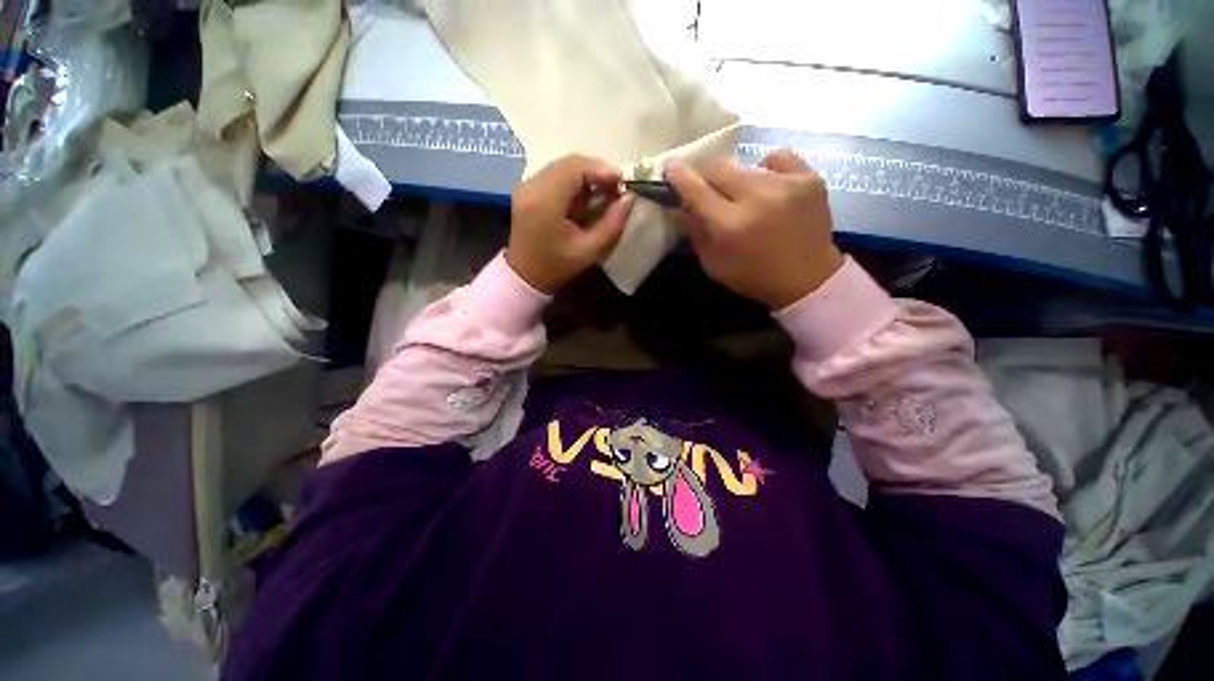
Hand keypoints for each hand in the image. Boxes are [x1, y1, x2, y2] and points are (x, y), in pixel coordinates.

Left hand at [506, 155, 634, 293]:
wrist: (525, 276)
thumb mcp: (590, 251)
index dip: (602, 170)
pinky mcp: (527, 189)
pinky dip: (574, 180)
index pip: (576, 168)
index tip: (622, 184)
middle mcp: (532, 185)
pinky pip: (555, 174)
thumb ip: (612, 224)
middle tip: (616, 189)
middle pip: (569, 163)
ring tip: (604, 192)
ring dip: (586, 175)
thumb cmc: (557, 266)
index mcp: (545, 201)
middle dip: (597, 171)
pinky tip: (586, 195)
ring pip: (563, 166)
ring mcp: (526, 185)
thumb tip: (629, 198)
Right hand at [666, 150, 843, 308]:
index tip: (671, 168)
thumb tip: (684, 205)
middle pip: (719, 168)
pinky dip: (767, 170)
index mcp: (731, 226)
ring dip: (737, 179)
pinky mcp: (810, 178)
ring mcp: (787, 185)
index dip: (680, 177)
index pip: (697, 190)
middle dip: (707, 177)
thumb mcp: (713, 265)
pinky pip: (777, 158)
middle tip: (709, 189)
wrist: (807, 279)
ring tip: (744, 197)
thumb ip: (695, 233)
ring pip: (746, 165)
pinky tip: (770, 187)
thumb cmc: (753, 277)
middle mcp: (758, 199)